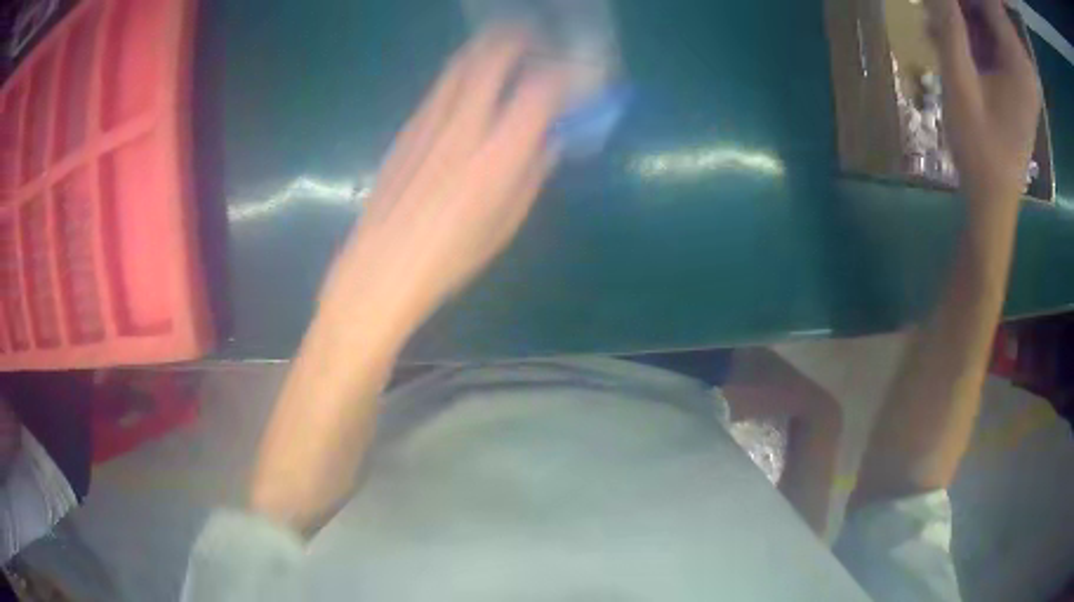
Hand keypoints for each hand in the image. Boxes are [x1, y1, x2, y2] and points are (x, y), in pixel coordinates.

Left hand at [316, 28, 569, 351]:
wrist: (379, 270)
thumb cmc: (450, 258)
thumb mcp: (506, 222)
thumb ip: (533, 172)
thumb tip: (549, 138)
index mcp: (497, 154)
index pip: (541, 87)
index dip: (565, 72)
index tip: (576, 74)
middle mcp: (463, 124)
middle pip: (492, 55)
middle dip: (520, 38)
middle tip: (537, 42)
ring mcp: (428, 121)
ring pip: (461, 63)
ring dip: (489, 50)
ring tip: (507, 55)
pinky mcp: (407, 128)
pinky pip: (441, 87)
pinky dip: (463, 75)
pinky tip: (470, 91)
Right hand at [925, 0, 1041, 201]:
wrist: (994, 197)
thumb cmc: (980, 149)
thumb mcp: (960, 85)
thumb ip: (950, 29)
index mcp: (1019, 64)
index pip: (992, 7)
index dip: (968, 1)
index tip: (945, 4)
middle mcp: (1022, 65)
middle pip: (990, 11)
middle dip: (963, 6)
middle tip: (936, 13)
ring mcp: (1020, 73)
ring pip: (988, 21)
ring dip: (962, 16)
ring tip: (934, 27)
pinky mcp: (1015, 81)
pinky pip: (990, 40)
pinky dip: (969, 33)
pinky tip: (946, 40)